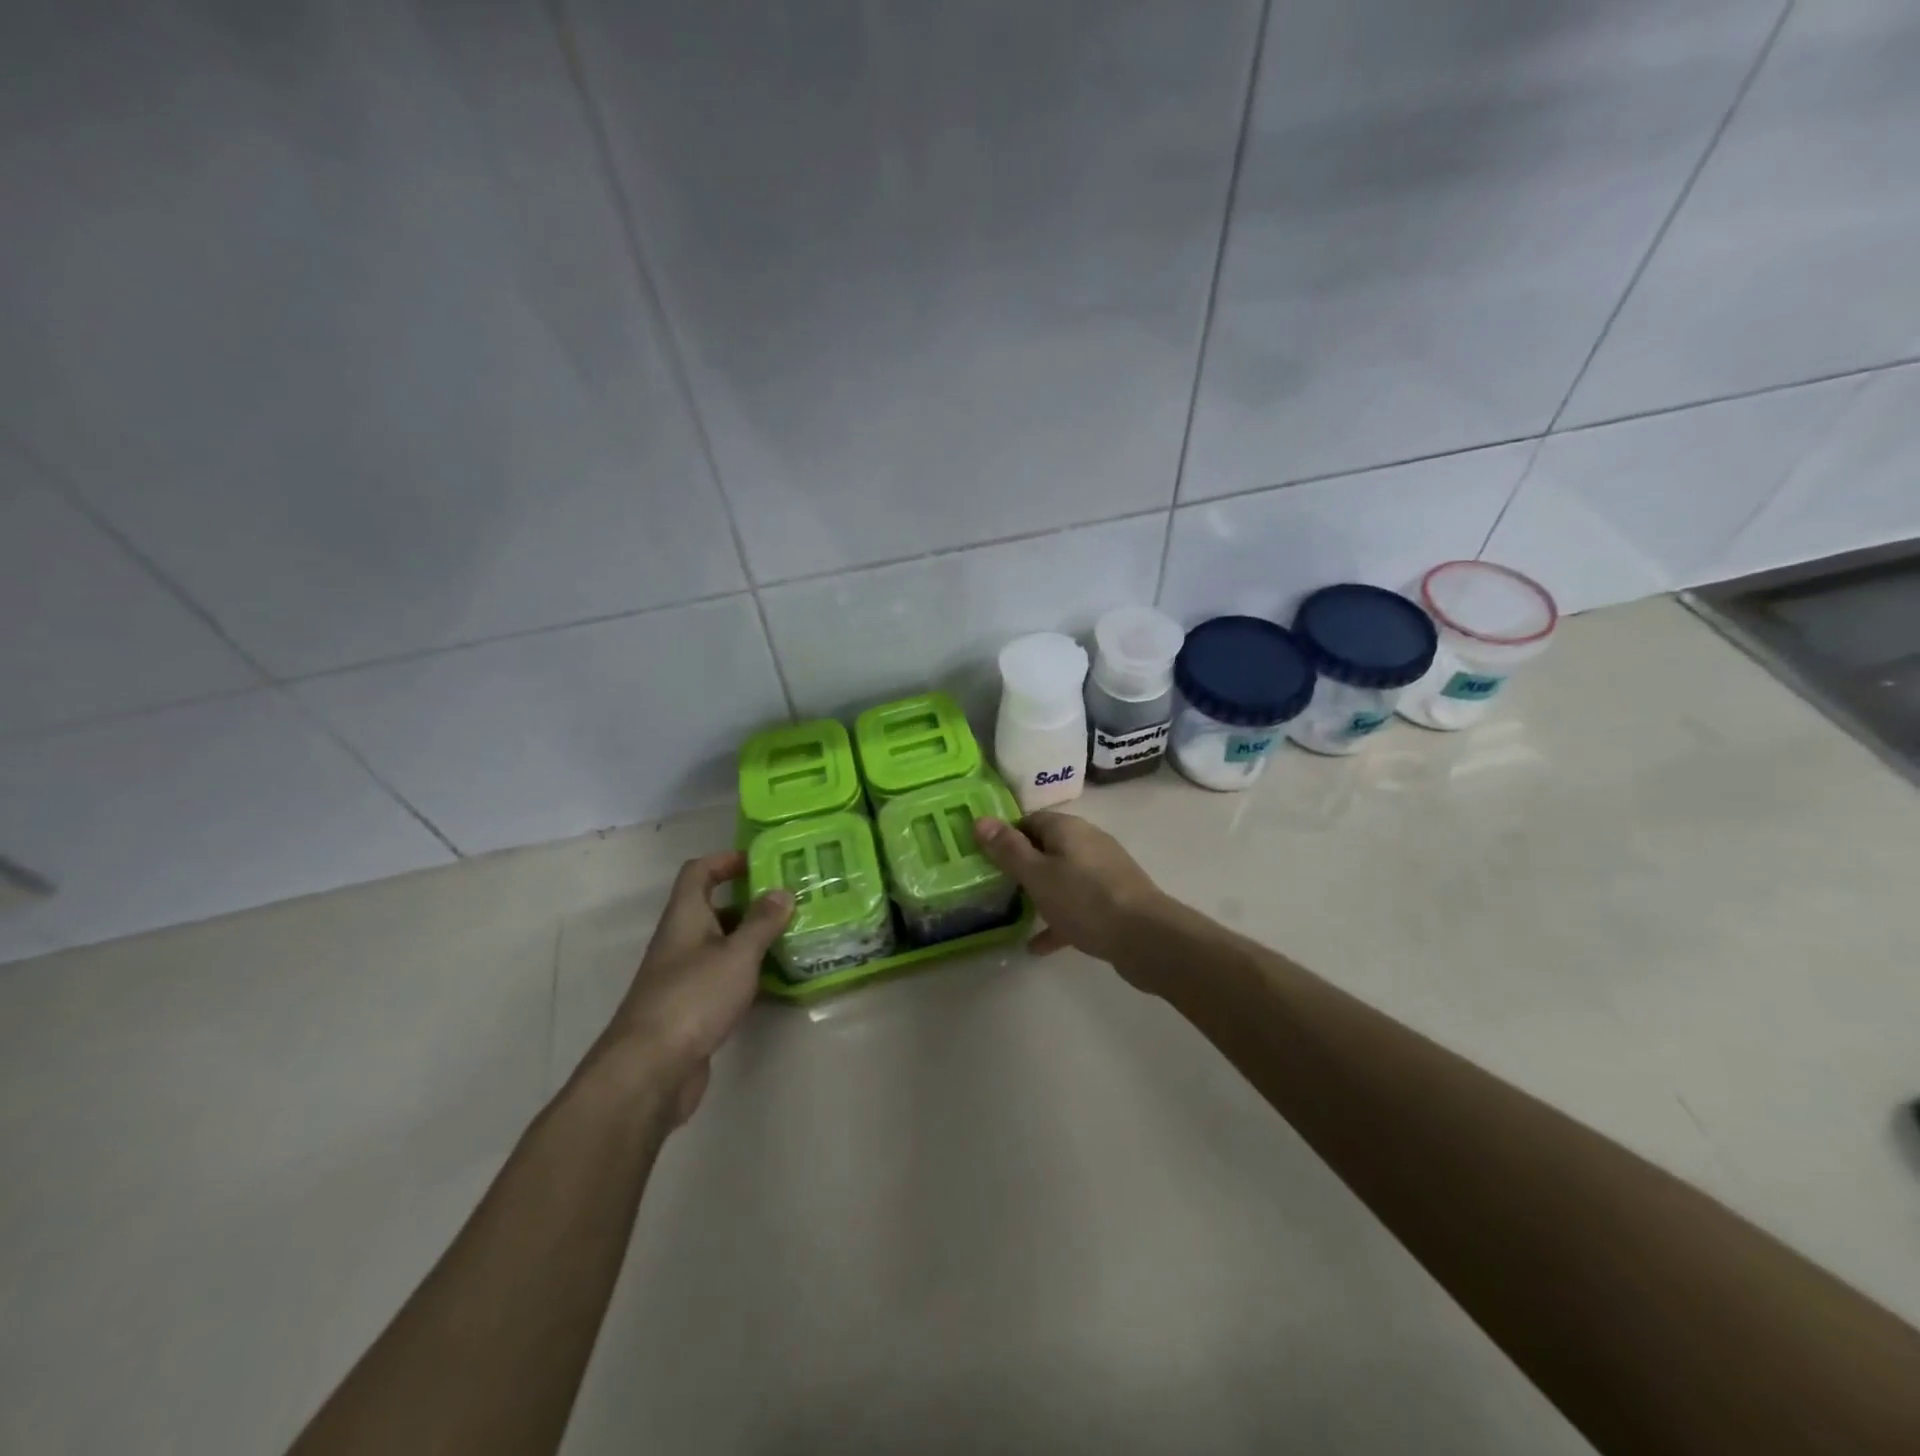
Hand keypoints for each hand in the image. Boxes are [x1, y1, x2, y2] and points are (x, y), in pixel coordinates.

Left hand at [596, 851, 791, 1124]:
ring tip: (793, 937)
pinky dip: (748, 974)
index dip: (726, 860)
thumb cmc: (694, 998)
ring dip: (752, 940)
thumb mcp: (737, 954)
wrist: (650, 1070)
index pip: (699, 872)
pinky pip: (724, 979)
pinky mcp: (692, 1010)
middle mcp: (680, 941)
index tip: (762, 861)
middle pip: (713, 909)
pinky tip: (778, 981)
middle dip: (750, 902)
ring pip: (721, 946)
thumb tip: (782, 892)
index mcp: (685, 917)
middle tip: (790, 901)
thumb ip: (762, 922)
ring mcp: (684, 977)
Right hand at [973, 812, 1168, 972]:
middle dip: (1022, 865)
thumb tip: (980, 819)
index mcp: (1068, 829)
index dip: (1006, 836)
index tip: (985, 858)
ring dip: (1040, 893)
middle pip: (1047, 847)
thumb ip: (1008, 849)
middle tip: (996, 887)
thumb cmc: (1084, 900)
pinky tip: (1039, 945)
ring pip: (1062, 877)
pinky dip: (1059, 918)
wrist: (1146, 937)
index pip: (1029, 820)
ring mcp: (1104, 871)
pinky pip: (1078, 904)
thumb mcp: (1037, 875)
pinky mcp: (1114, 899)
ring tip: (1014, 913)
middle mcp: (1088, 842)